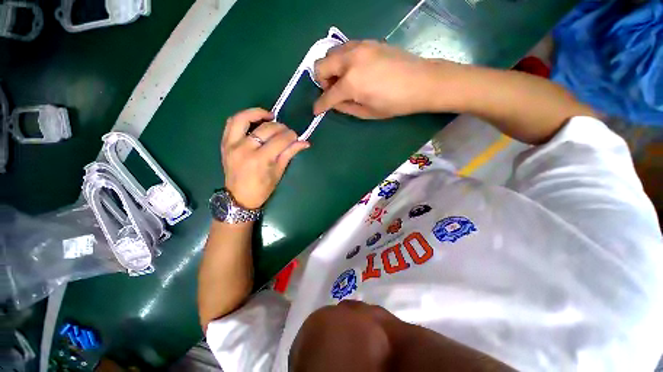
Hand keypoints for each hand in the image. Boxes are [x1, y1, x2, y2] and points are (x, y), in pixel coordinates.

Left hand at [221, 108, 308, 208]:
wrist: (239, 197)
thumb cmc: (262, 189)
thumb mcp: (278, 172)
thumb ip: (289, 154)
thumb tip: (305, 142)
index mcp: (260, 160)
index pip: (280, 140)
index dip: (291, 136)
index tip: (296, 136)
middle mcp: (244, 149)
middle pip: (265, 129)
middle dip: (281, 127)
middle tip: (287, 131)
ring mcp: (231, 144)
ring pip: (244, 118)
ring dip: (258, 113)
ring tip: (270, 116)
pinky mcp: (225, 143)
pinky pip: (232, 123)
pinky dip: (244, 117)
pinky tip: (255, 119)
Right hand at [313, 40, 462, 118]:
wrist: (421, 81)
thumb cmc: (394, 103)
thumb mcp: (367, 112)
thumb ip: (346, 107)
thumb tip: (334, 103)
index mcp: (351, 83)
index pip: (327, 95)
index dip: (319, 105)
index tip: (316, 110)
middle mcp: (350, 60)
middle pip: (321, 65)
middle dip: (321, 81)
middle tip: (333, 91)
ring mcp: (359, 47)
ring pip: (331, 53)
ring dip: (331, 68)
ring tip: (343, 80)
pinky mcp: (368, 42)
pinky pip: (345, 48)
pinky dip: (343, 60)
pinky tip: (354, 70)